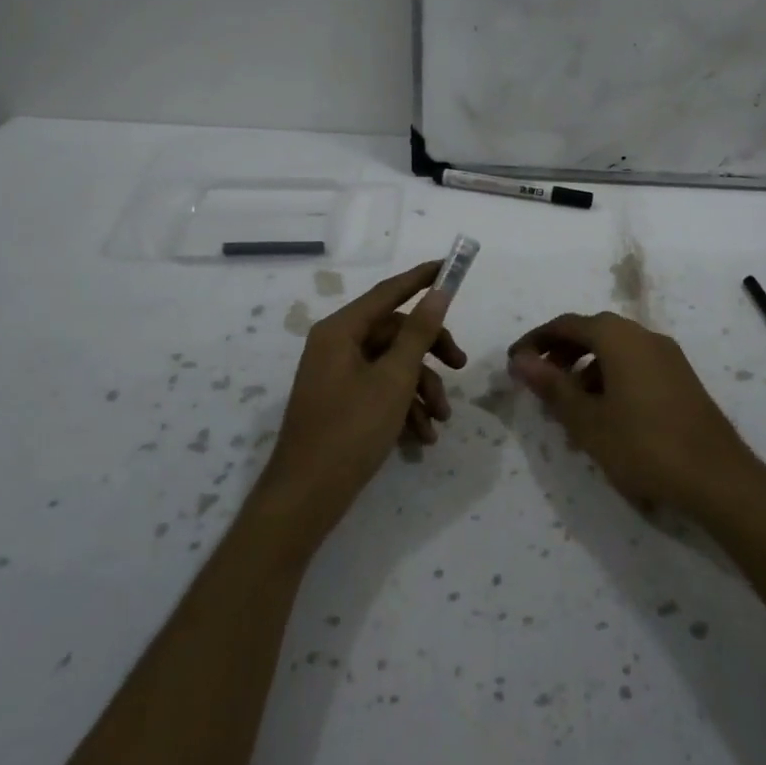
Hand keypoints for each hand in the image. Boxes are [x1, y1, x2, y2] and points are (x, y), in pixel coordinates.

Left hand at [261, 262, 466, 539]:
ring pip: (392, 365)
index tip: (451, 267)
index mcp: (340, 330)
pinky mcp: (341, 402)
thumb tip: (438, 292)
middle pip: (395, 332)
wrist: (306, 498)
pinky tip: (423, 437)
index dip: (422, 278)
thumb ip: (418, 333)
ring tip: (441, 421)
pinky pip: (380, 390)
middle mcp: (336, 345)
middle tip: (459, 367)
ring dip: (421, 389)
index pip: (388, 292)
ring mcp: (337, 375)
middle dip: (430, 353)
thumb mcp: (394, 379)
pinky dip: (404, 408)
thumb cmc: (350, 430)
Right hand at [508, 312, 761, 517]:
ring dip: (585, 368)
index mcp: (618, 337)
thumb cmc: (643, 445)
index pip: (567, 324)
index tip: (514, 362)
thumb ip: (552, 386)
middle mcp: (644, 336)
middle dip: (561, 353)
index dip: (536, 340)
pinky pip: (635, 365)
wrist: (718, 477)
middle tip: (538, 382)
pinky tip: (605, 414)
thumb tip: (520, 360)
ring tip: (568, 405)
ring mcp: (667, 356)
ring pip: (615, 350)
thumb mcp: (587, 420)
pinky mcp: (681, 378)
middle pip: (592, 332)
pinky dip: (610, 378)